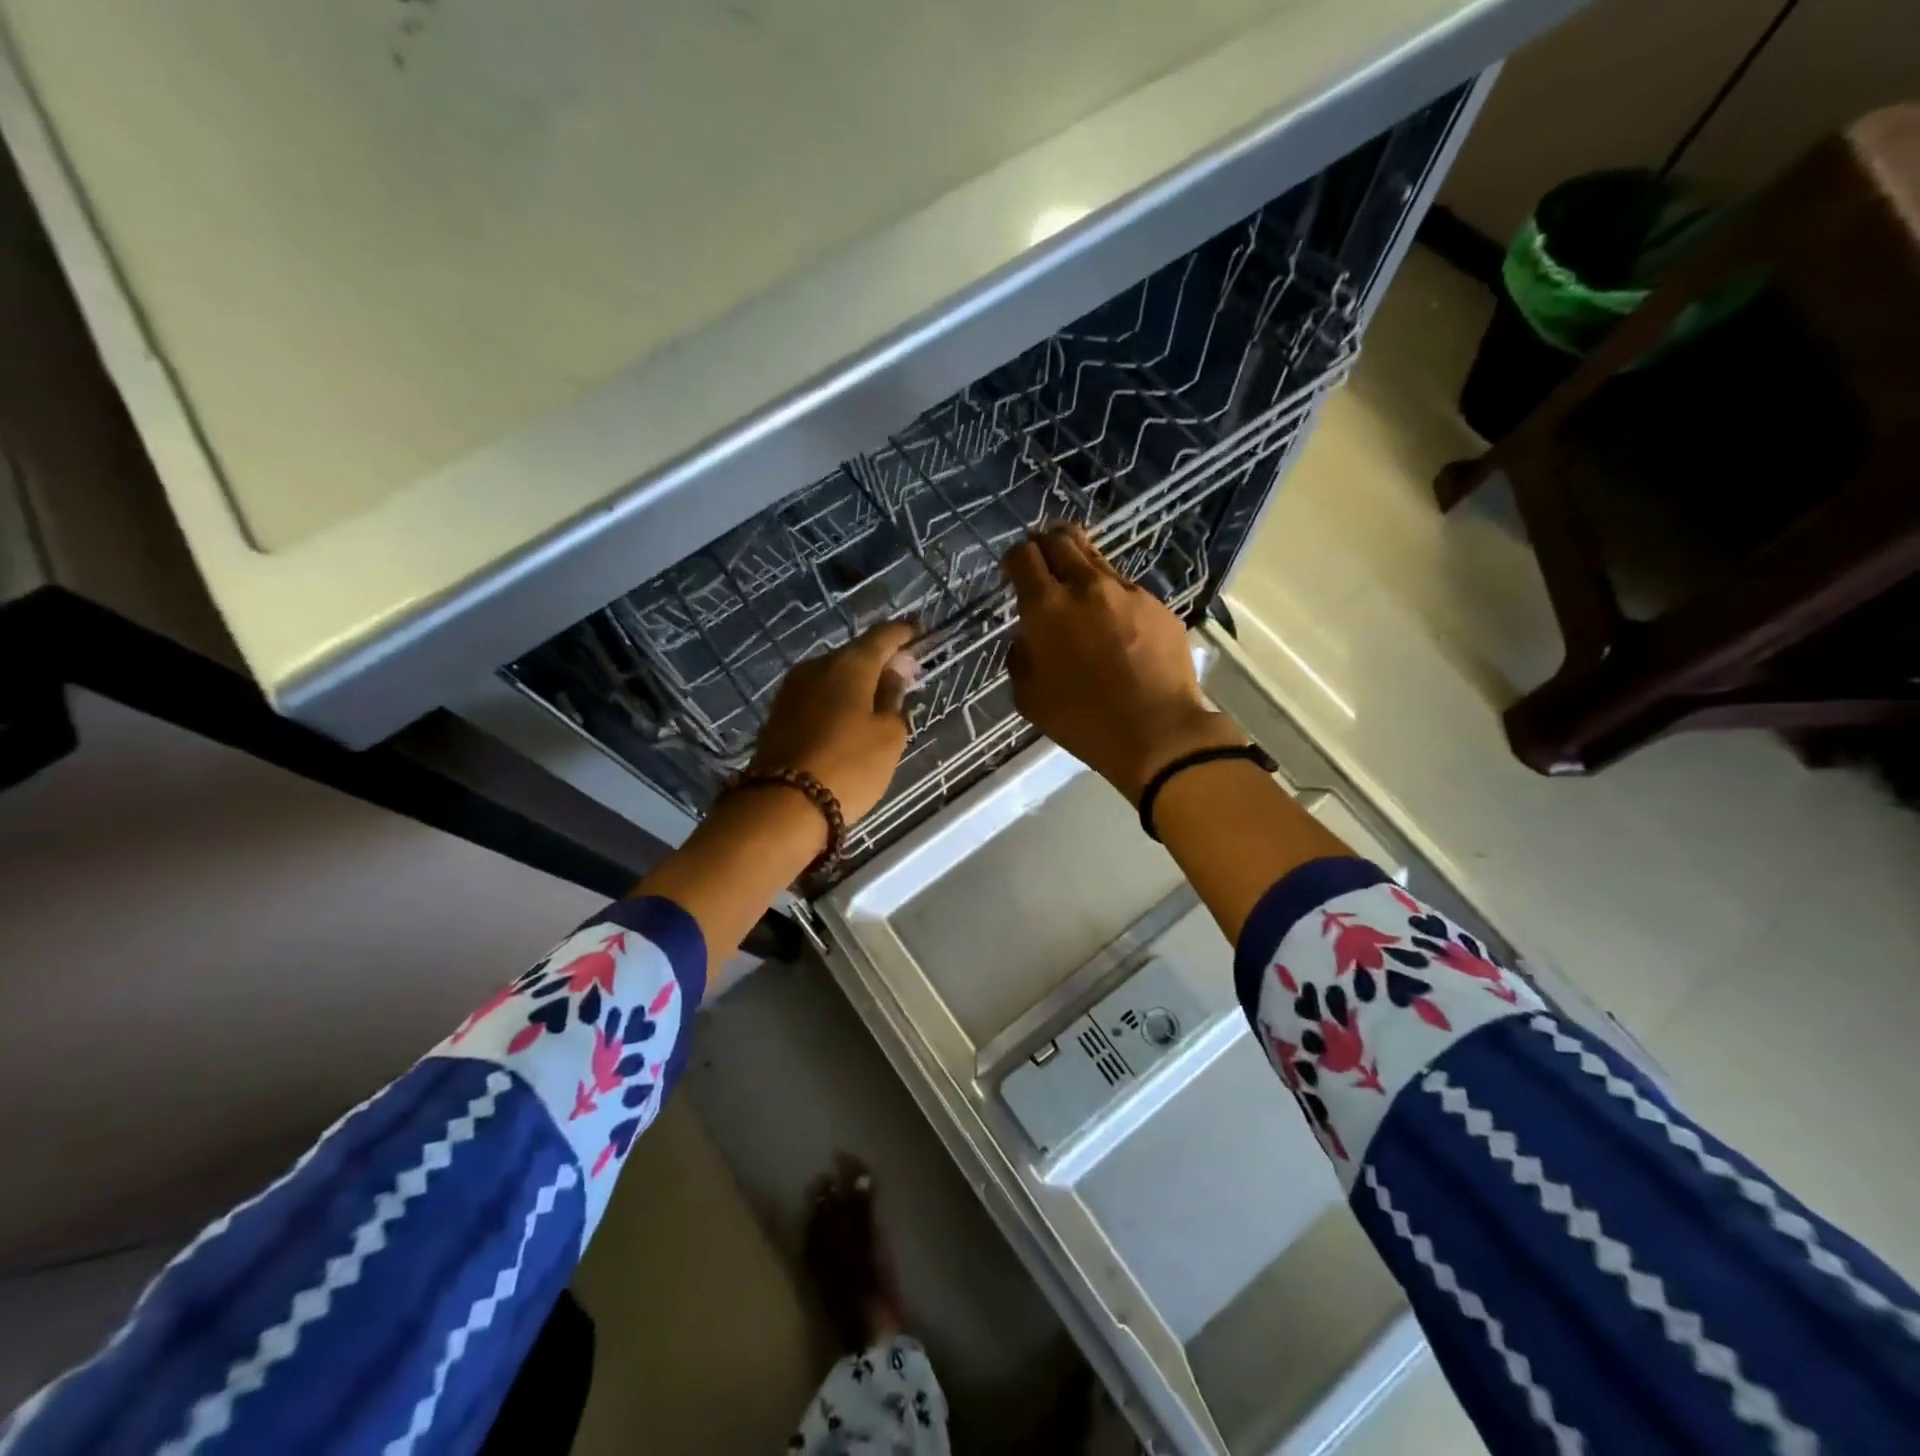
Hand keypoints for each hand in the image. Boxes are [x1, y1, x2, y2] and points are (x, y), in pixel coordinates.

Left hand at [748, 621, 918, 824]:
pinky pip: (817, 696)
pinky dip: (837, 700)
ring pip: (833, 675)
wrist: (783, 805)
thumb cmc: (850, 766)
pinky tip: (849, 718)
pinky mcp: (779, 714)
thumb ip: (894, 698)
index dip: (903, 634)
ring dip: (857, 683)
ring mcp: (792, 689)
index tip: (918, 635)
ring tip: (878, 701)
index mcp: (850, 664)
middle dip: (880, 661)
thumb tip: (894, 672)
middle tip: (903, 675)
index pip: (882, 636)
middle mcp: (817, 666)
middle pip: (855, 654)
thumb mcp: (889, 736)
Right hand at [1004, 526, 1245, 802]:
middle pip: (1061, 540)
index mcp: (1046, 607)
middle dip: (1046, 543)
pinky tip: (1116, 626)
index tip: (1015, 571)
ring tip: (1078, 588)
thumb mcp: (1028, 695)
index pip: (1024, 556)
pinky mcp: (1158, 606)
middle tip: (1043, 559)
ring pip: (1097, 560)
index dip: (1015, 558)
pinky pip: (1127, 591)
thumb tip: (1030, 636)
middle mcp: (1086, 586)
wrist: (1156, 731)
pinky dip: (1113, 598)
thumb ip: (1022, 654)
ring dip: (1080, 566)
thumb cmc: (1081, 720)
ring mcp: (1128, 593)